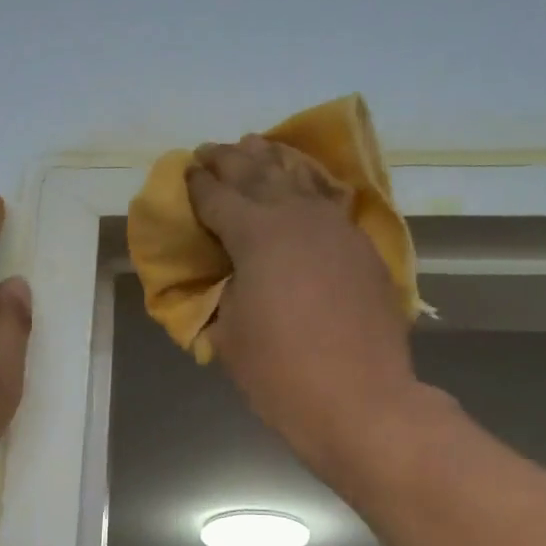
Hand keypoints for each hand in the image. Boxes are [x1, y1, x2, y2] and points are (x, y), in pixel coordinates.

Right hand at [186, 136, 425, 481]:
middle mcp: (297, 217)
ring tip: (254, 145)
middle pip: (258, 174)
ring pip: (300, 179)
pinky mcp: (361, 248)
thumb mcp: (229, 332)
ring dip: (272, 160)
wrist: (360, 400)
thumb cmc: (280, 371)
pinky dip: (309, 185)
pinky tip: (303, 183)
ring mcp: (336, 229)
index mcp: (256, 235)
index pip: (217, 198)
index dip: (196, 185)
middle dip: (229, 160)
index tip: (184, 173)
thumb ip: (221, 292)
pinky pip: (328, 201)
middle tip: (209, 151)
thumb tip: (224, 277)